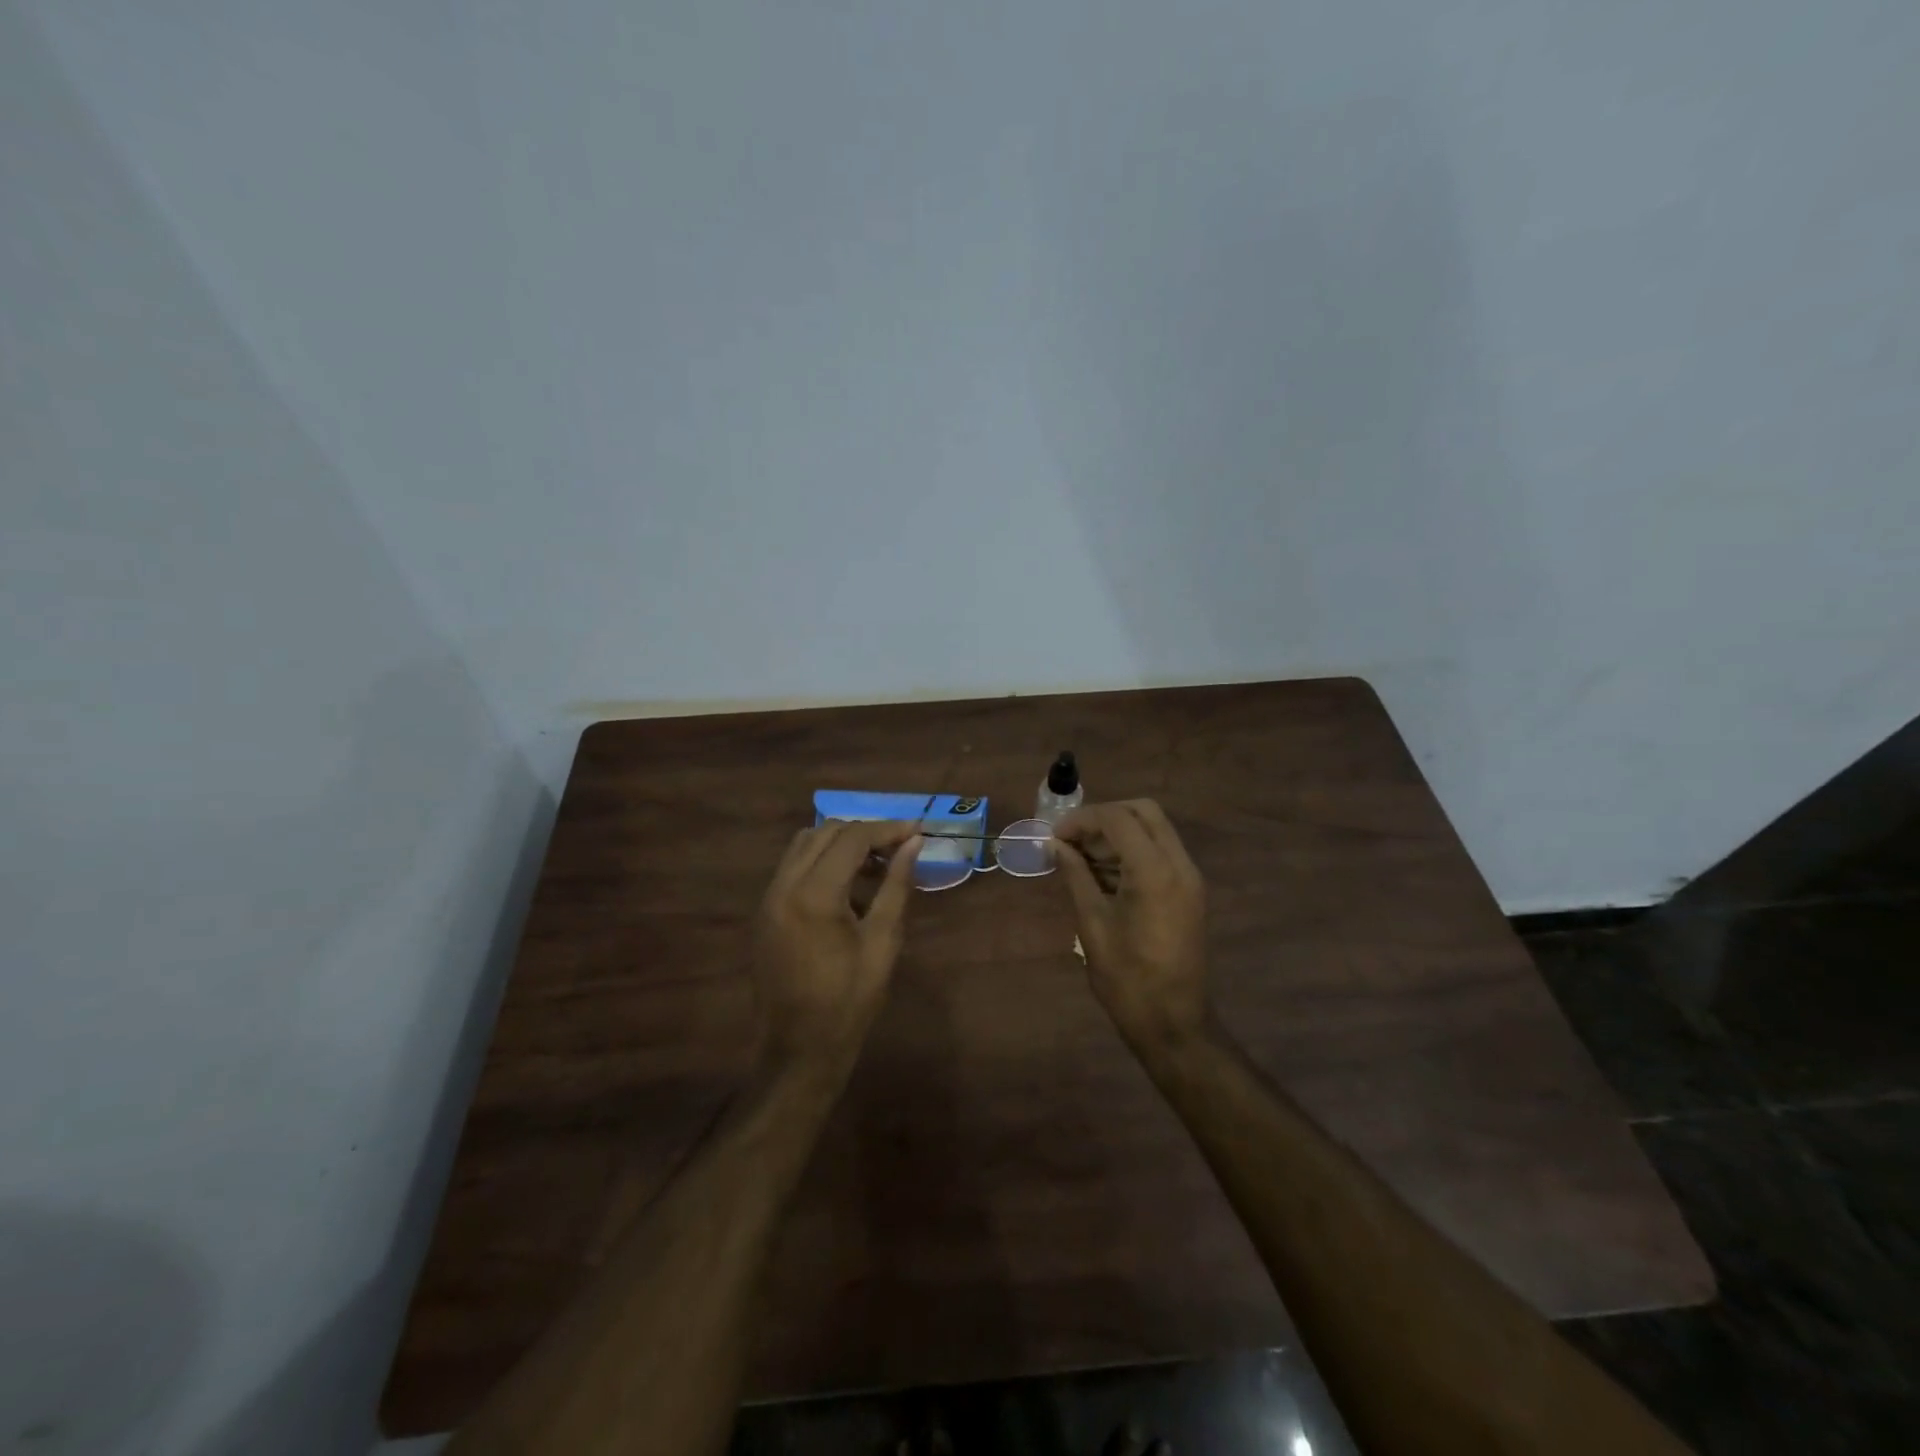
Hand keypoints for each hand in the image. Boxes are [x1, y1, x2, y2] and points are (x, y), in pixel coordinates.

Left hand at [752, 820, 921, 1076]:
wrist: (799, 1049)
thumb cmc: (850, 1000)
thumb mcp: (883, 941)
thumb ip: (896, 885)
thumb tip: (913, 844)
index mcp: (814, 894)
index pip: (853, 838)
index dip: (888, 829)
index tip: (917, 831)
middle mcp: (784, 885)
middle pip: (826, 832)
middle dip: (865, 833)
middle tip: (899, 848)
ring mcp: (768, 897)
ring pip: (805, 844)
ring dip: (841, 843)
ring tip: (876, 864)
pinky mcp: (764, 911)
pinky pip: (793, 866)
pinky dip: (821, 861)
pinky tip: (848, 886)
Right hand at [1054, 800, 1209, 1054]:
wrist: (1173, 1023)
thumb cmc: (1126, 979)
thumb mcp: (1092, 924)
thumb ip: (1076, 876)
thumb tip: (1056, 846)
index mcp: (1154, 872)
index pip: (1118, 819)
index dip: (1082, 819)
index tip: (1055, 835)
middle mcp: (1179, 865)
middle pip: (1143, 811)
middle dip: (1104, 816)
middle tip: (1072, 838)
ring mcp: (1189, 878)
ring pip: (1154, 829)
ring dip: (1118, 833)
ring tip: (1080, 857)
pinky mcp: (1189, 891)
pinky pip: (1160, 852)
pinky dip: (1132, 851)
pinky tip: (1102, 873)